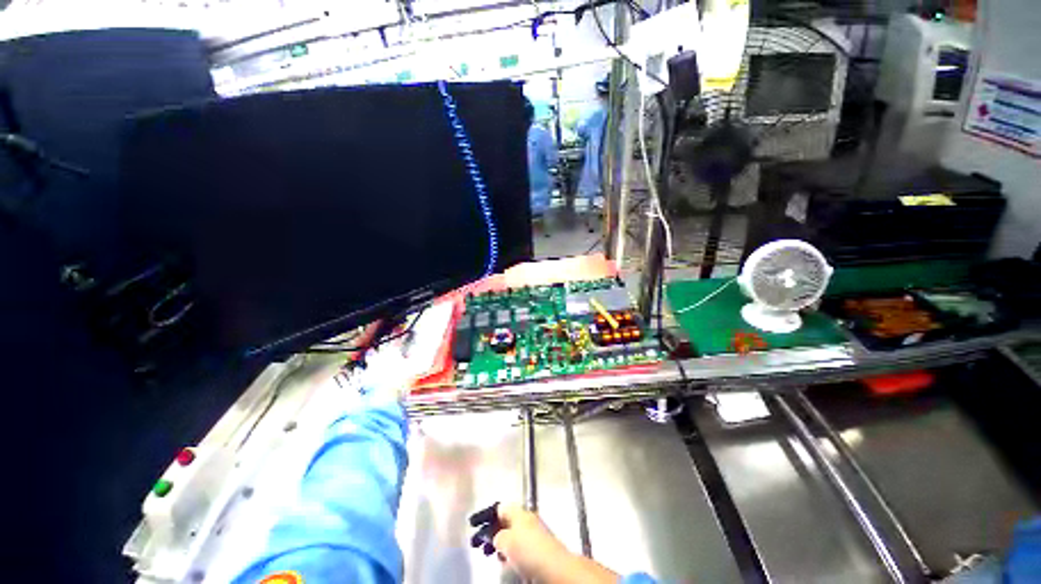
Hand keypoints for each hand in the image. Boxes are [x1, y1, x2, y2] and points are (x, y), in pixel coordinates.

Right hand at [493, 505, 617, 583]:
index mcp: (519, 511)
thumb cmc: (529, 550)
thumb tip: (494, 537)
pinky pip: (521, 547)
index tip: (477, 526)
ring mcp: (534, 532)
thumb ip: (496, 536)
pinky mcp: (540, 547)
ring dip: (503, 544)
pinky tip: (510, 562)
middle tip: (484, 544)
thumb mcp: (506, 541)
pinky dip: (513, 553)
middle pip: (507, 521)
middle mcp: (527, 518)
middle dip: (495, 532)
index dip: (488, 516)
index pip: (500, 507)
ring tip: (496, 555)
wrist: (555, 567)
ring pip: (514, 535)